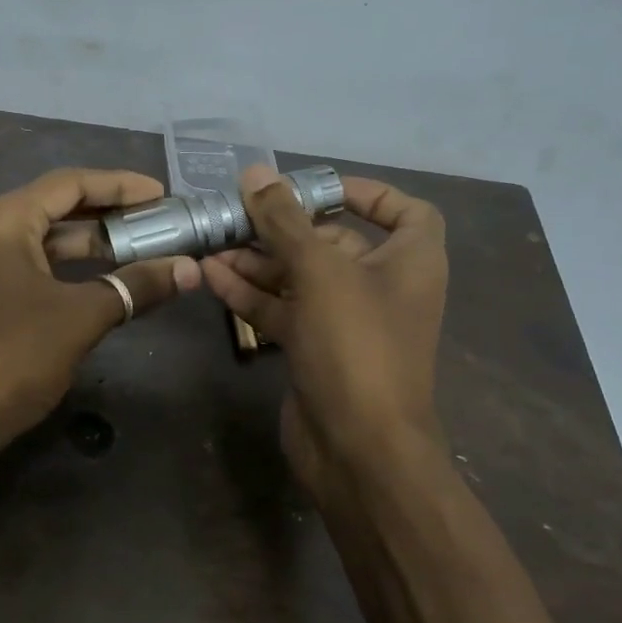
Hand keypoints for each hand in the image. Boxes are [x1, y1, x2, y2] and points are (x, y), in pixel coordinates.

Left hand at [0, 168, 199, 455]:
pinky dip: (64, 269)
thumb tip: (191, 270)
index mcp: (0, 221)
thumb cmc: (10, 357)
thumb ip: (135, 286)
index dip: (119, 185)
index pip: (68, 184)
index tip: (161, 194)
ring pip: (40, 242)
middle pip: (53, 208)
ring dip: (87, 245)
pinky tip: (96, 283)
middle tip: (156, 223)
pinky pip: (26, 267)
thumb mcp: (80, 317)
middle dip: (107, 215)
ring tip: (136, 250)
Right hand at [200, 166, 447, 499]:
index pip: (403, 210)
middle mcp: (382, 287)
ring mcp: (346, 322)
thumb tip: (255, 172)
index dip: (365, 193)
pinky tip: (212, 274)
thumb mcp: (320, 272)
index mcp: (409, 261)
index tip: (315, 187)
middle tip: (236, 212)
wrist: (358, 450)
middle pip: (333, 242)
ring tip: (212, 241)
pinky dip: (252, 292)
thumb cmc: (356, 346)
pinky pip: (283, 309)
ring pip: (300, 277)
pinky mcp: (315, 349)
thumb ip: (284, 220)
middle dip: (284, 227)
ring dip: (258, 260)